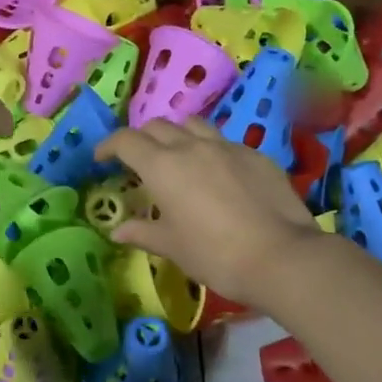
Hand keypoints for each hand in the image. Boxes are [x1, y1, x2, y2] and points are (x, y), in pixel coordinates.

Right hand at [94, 118, 321, 311]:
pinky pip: (224, 141)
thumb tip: (117, 231)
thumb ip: (142, 232)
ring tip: (177, 155)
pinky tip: (217, 173)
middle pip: (157, 126)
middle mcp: (191, 146)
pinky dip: (210, 149)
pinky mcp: (256, 155)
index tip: (101, 158)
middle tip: (138, 160)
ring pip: (193, 124)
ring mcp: (227, 146)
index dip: (108, 145)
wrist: (280, 256)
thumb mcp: (172, 246)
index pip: (125, 141)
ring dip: (177, 134)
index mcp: (162, 166)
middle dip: (141, 138)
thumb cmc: (214, 254)